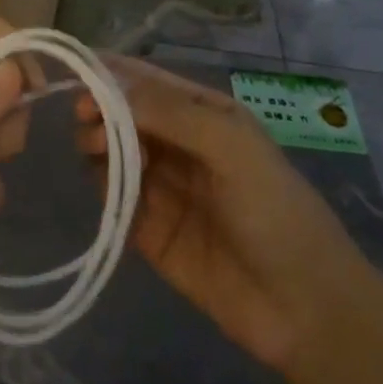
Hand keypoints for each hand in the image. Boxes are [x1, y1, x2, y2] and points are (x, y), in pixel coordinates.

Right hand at [77, 56, 361, 373]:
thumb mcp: (232, 147)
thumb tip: (108, 87)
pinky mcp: (148, 230)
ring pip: (113, 152)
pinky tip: (108, 188)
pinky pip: (114, 198)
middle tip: (86, 119)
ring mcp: (162, 187)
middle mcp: (180, 144)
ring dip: (98, 145)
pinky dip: (103, 186)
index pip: (149, 82)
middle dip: (100, 109)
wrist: (303, 309)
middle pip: (124, 115)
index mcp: (205, 115)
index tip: (79, 74)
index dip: (112, 74)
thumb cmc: (275, 211)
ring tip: (97, 151)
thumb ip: (170, 113)